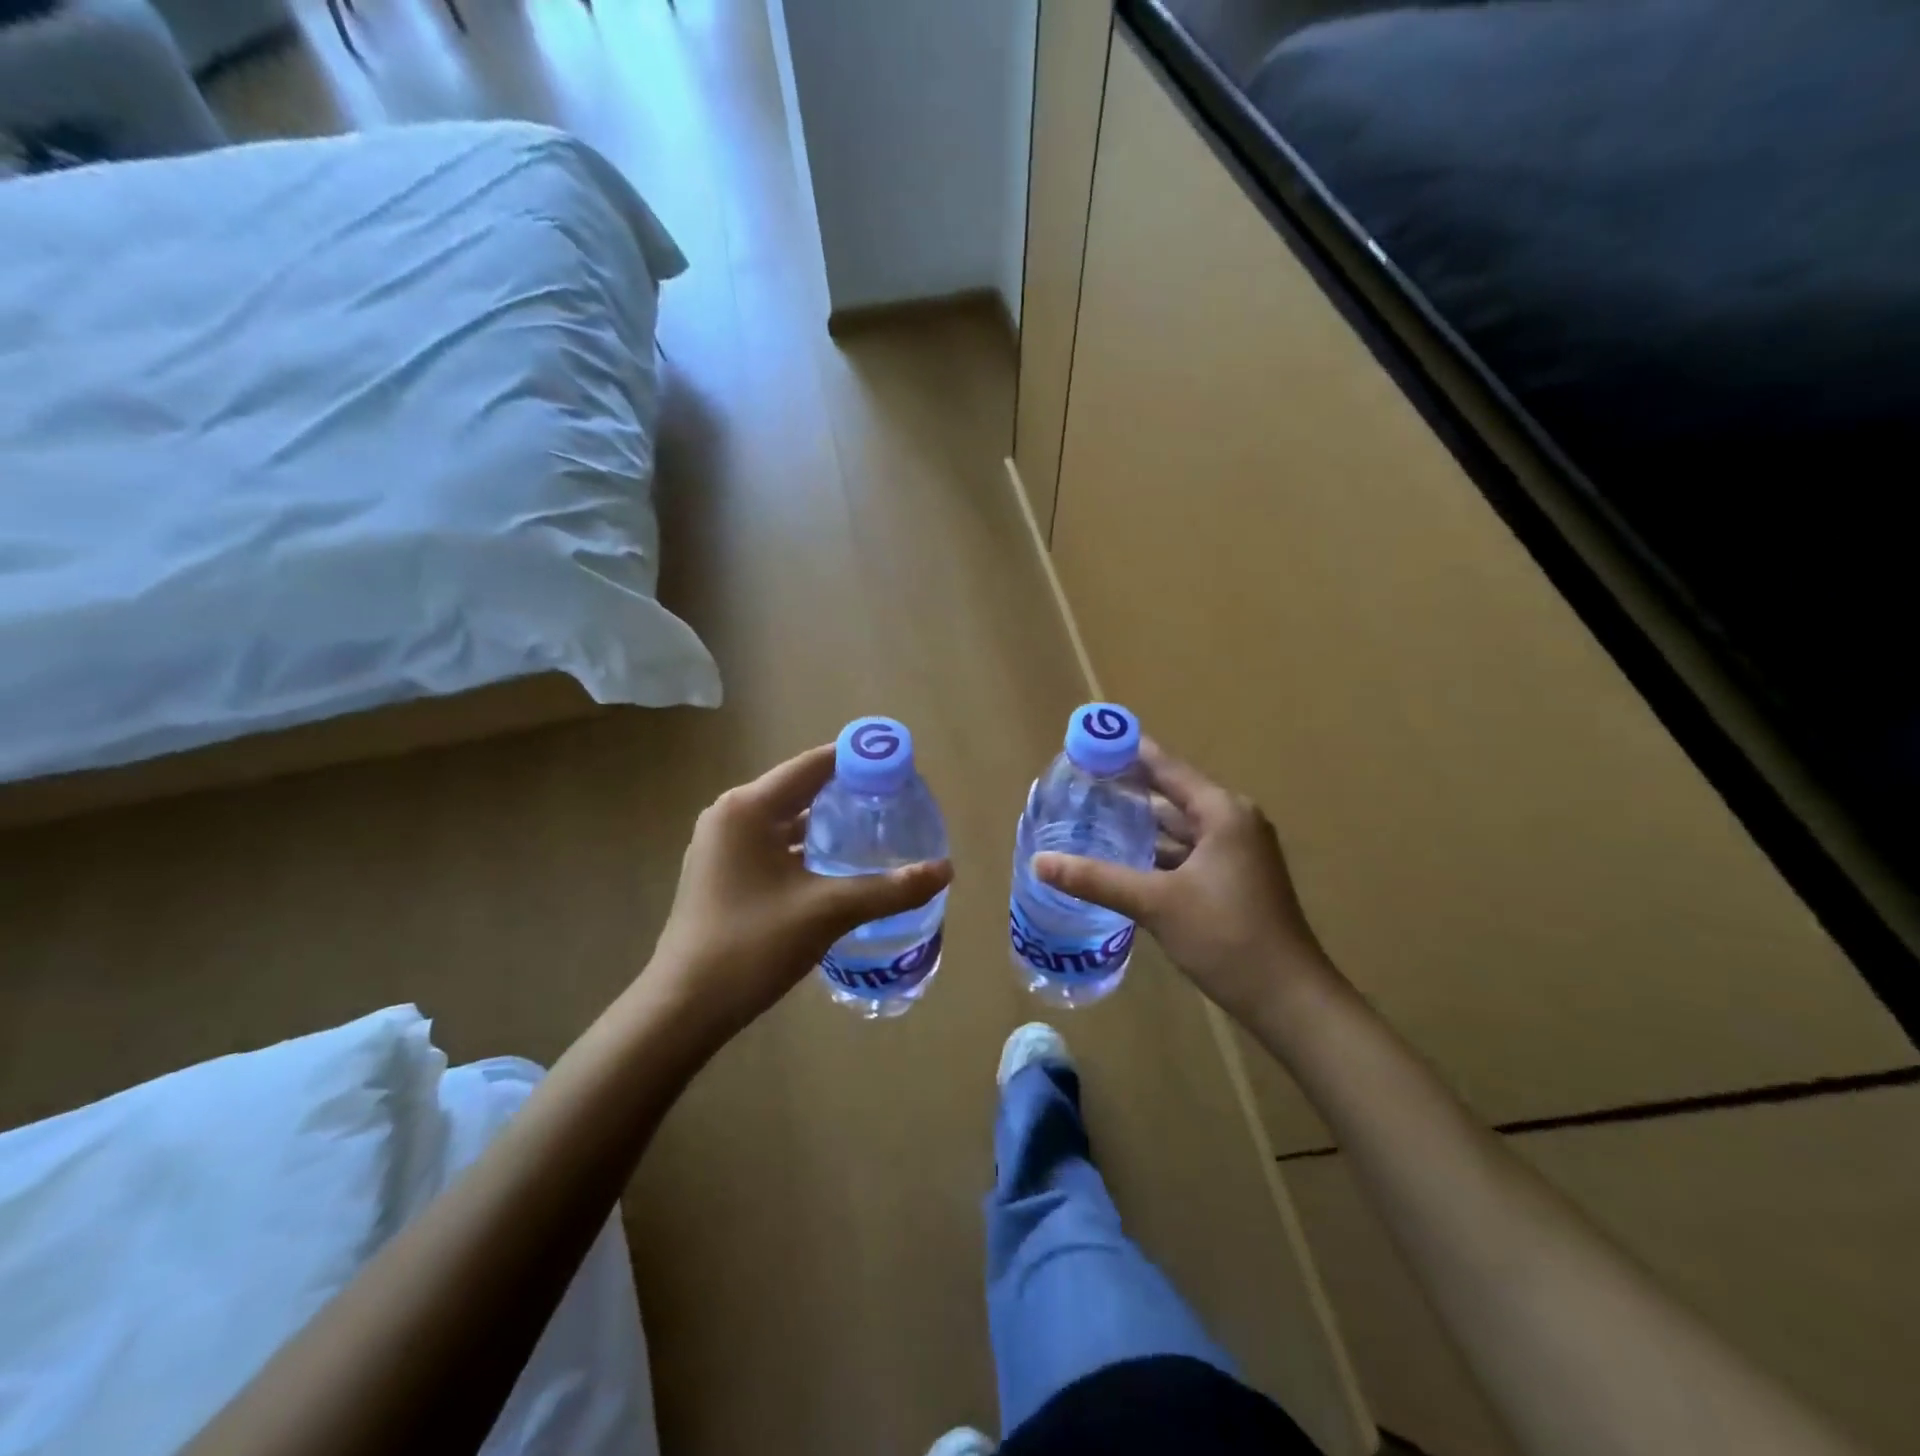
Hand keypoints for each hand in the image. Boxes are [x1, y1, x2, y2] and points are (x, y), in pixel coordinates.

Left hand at [648, 745, 952, 1039]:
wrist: (683, 1008)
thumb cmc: (751, 946)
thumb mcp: (827, 912)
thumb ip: (889, 889)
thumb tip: (945, 870)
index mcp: (748, 808)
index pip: (814, 765)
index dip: (859, 761)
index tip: (901, 767)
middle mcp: (731, 815)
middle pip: (801, 788)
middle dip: (848, 792)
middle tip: (897, 802)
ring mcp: (722, 845)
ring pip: (787, 819)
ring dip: (827, 822)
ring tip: (877, 829)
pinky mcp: (722, 872)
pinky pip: (773, 844)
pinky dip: (806, 846)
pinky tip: (839, 864)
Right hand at [1033, 741, 1333, 1028]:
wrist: (1289, 999)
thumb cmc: (1226, 937)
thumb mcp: (1156, 903)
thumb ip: (1096, 879)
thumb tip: (1039, 862)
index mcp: (1222, 812)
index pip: (1167, 768)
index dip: (1128, 752)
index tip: (1090, 742)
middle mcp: (1232, 822)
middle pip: (1172, 794)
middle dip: (1129, 788)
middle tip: (1081, 781)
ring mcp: (1236, 853)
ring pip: (1179, 827)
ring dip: (1142, 822)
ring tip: (1093, 814)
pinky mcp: (1233, 880)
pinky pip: (1187, 852)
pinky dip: (1157, 851)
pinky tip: (1123, 857)